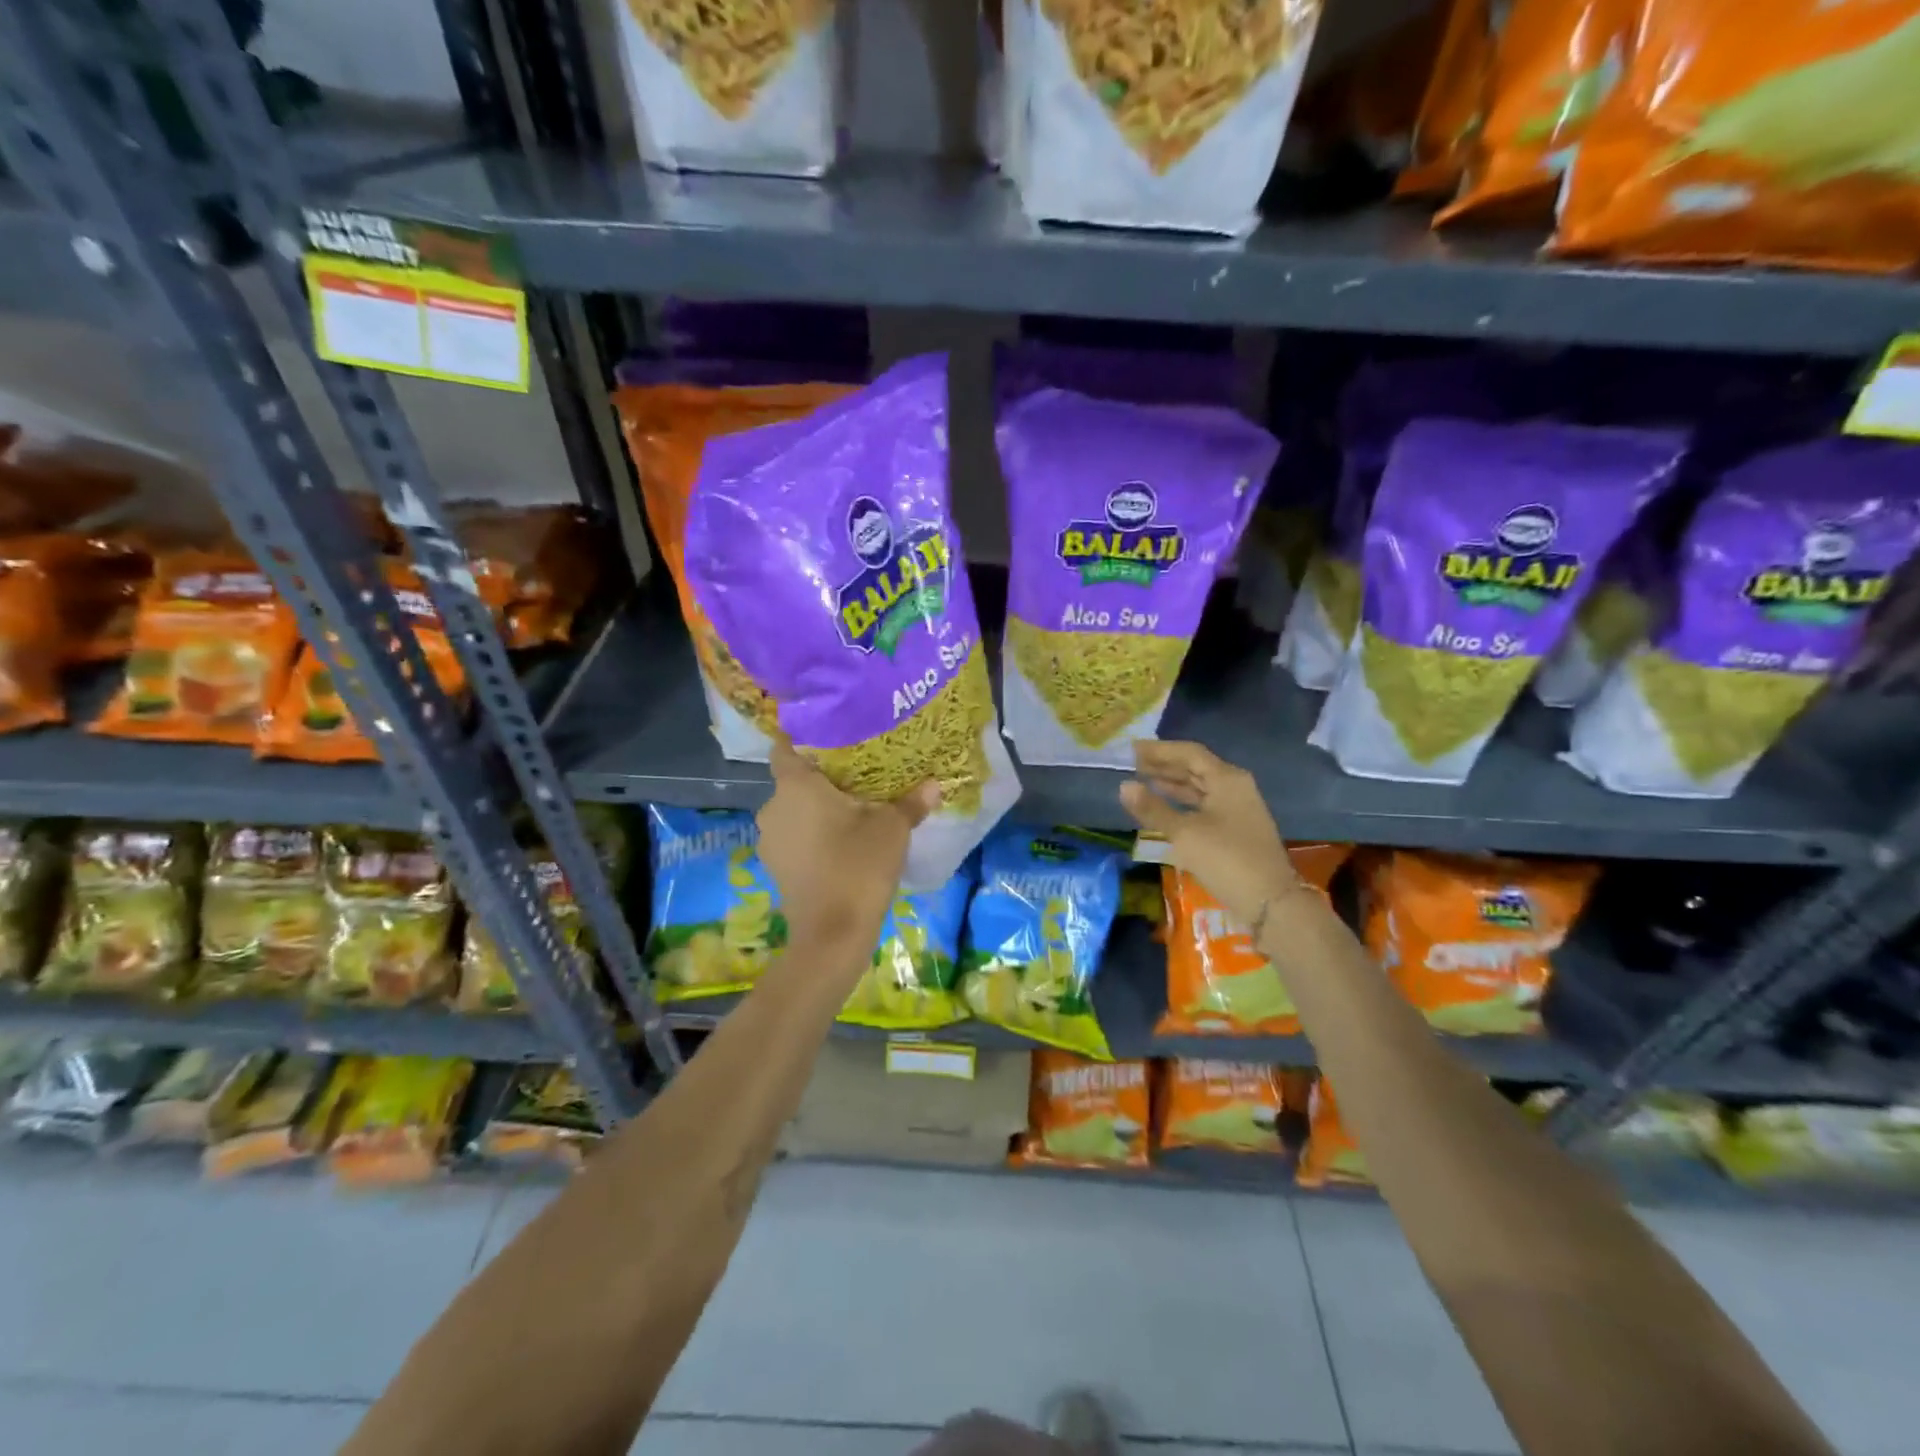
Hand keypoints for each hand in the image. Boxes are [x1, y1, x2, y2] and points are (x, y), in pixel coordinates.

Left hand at [756, 737, 938, 954]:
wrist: (832, 934)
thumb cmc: (859, 866)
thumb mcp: (892, 829)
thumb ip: (911, 802)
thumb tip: (935, 783)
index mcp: (795, 786)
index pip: (785, 748)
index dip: (804, 739)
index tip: (832, 738)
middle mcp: (773, 807)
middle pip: (794, 781)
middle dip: (821, 778)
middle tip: (857, 775)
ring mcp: (770, 840)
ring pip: (794, 811)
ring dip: (816, 809)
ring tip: (852, 809)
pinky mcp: (775, 867)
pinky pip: (794, 836)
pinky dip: (812, 834)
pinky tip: (840, 842)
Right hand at [1120, 740, 1298, 926]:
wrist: (1269, 901)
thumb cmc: (1226, 859)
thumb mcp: (1184, 833)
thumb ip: (1153, 808)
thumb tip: (1124, 786)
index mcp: (1227, 779)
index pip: (1189, 753)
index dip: (1159, 750)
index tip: (1131, 750)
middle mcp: (1235, 787)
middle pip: (1195, 768)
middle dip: (1164, 765)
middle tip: (1133, 764)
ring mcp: (1237, 808)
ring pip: (1200, 787)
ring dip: (1172, 783)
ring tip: (1143, 781)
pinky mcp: (1235, 828)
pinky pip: (1204, 805)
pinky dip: (1183, 802)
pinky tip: (1165, 807)